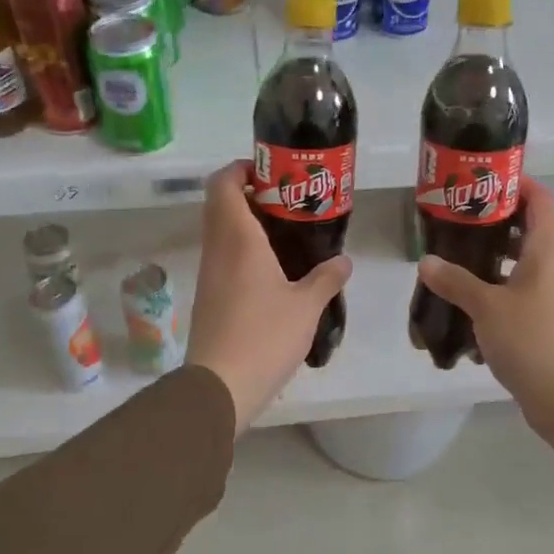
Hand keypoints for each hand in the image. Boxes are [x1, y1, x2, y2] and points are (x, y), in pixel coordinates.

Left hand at [186, 161, 352, 434]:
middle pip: (220, 203)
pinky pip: (223, 256)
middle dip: (249, 193)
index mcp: (238, 239)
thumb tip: (344, 261)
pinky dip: (244, 249)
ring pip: (220, 231)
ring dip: (246, 222)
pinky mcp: (209, 296)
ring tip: (287, 232)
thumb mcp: (306, 307)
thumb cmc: (264, 336)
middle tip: (287, 200)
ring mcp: (210, 274)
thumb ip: (326, 278)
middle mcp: (217, 249)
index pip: (222, 183)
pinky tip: (274, 269)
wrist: (220, 385)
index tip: (270, 172)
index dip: (240, 168)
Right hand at [416, 177, 553, 457]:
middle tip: (458, 218)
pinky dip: (498, 283)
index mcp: (547, 250)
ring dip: (494, 253)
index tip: (483, 181)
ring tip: (456, 253)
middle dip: (495, 219)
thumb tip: (426, 261)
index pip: (540, 199)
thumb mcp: (486, 307)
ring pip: (523, 259)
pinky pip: (521, 286)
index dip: (516, 183)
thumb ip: (455, 281)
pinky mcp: (546, 316)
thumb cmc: (530, 340)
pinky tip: (468, 294)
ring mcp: (553, 292)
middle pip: (529, 227)